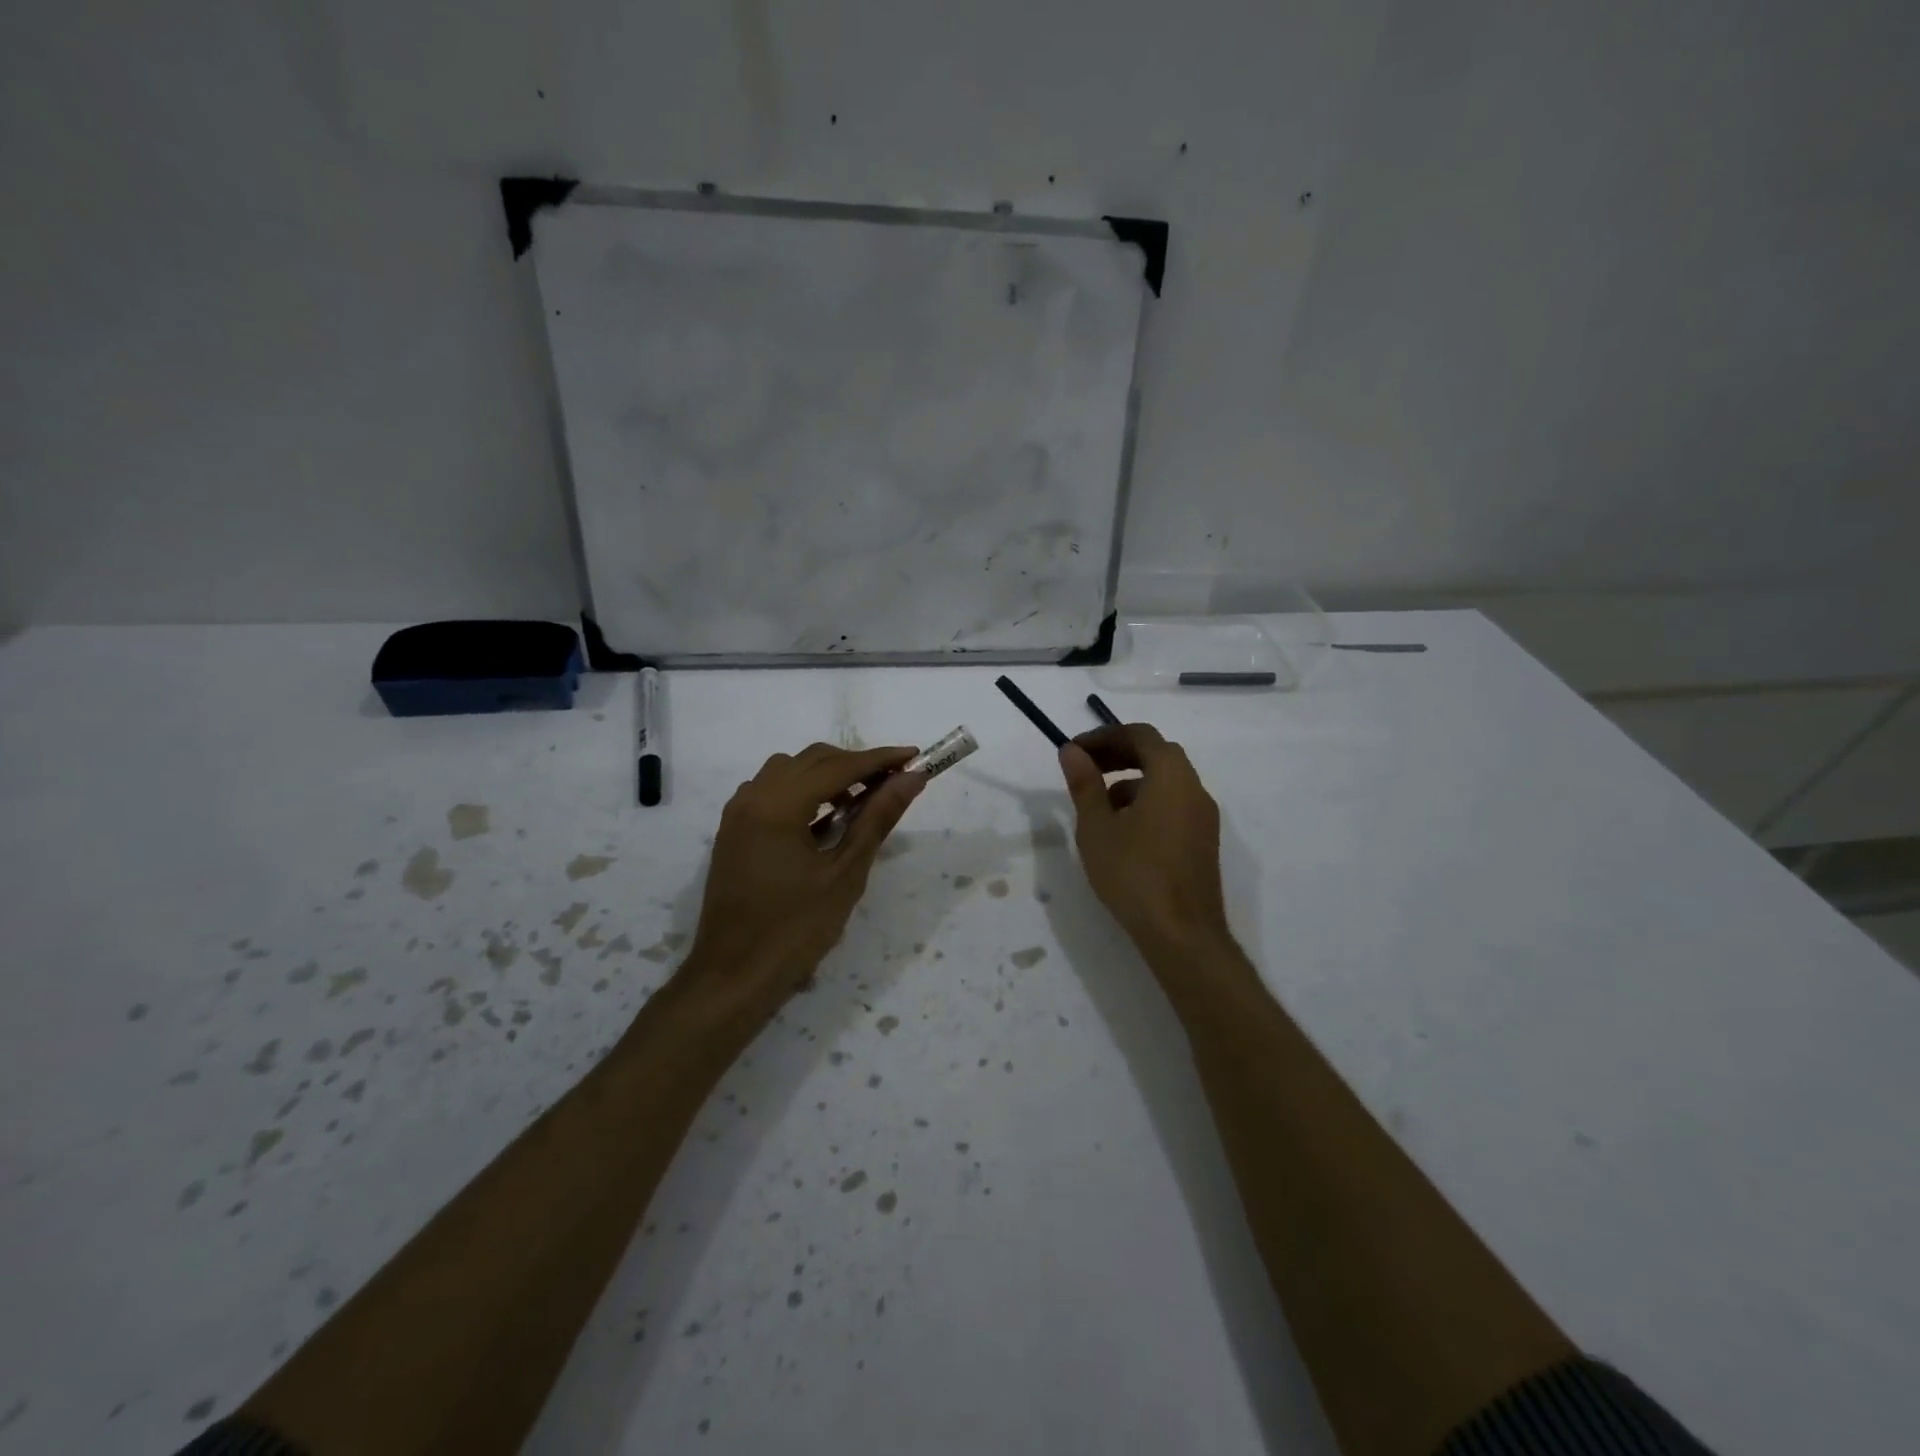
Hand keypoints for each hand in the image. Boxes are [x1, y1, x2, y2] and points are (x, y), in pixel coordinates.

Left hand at [684, 743, 927, 1024]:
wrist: (733, 977)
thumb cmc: (795, 930)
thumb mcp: (845, 874)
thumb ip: (877, 819)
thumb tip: (911, 780)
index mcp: (778, 805)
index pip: (839, 766)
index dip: (880, 759)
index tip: (915, 757)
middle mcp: (753, 797)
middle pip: (812, 760)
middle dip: (856, 765)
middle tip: (894, 782)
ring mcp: (738, 813)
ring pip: (789, 771)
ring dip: (827, 776)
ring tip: (860, 801)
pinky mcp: (733, 831)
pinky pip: (771, 791)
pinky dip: (802, 792)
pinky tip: (824, 819)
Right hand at [1059, 724, 1231, 956]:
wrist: (1181, 934)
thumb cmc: (1134, 874)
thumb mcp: (1097, 827)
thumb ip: (1085, 784)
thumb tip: (1072, 751)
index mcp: (1172, 776)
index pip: (1140, 735)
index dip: (1104, 736)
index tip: (1074, 751)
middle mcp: (1195, 788)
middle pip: (1156, 754)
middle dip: (1118, 755)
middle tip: (1084, 769)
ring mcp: (1204, 817)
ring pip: (1166, 782)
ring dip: (1131, 780)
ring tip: (1098, 805)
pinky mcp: (1203, 842)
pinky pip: (1174, 805)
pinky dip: (1147, 802)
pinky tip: (1123, 832)